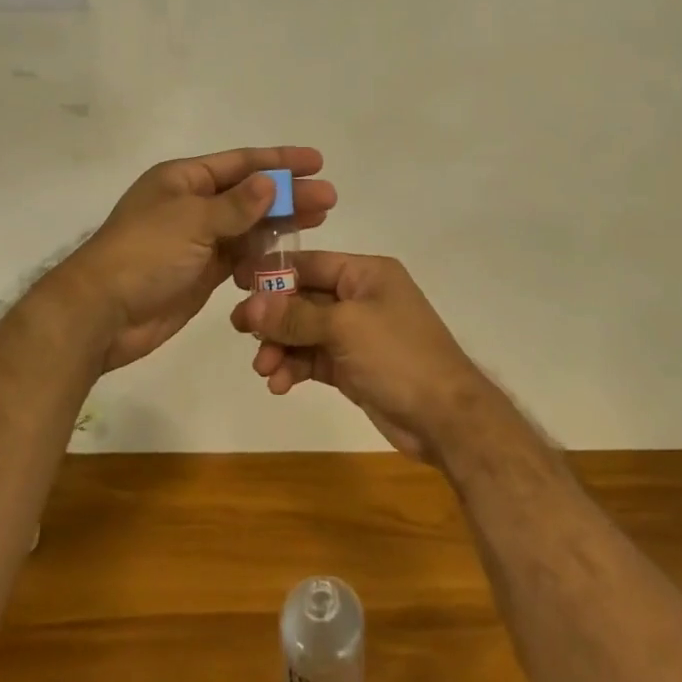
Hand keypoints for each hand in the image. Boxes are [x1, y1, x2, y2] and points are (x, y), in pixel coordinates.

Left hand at [50, 147, 334, 371]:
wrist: (102, 314)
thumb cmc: (144, 254)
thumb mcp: (192, 221)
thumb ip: (236, 205)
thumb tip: (272, 183)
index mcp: (184, 180)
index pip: (241, 163)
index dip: (280, 161)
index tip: (317, 161)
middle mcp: (193, 204)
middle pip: (250, 194)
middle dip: (289, 194)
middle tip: (329, 198)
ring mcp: (198, 240)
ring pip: (249, 226)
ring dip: (282, 223)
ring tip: (320, 220)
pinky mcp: (202, 272)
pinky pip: (241, 256)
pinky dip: (263, 254)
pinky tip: (290, 254)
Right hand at [229, 252, 488, 458]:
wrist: (445, 418)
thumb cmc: (399, 356)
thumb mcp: (345, 328)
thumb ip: (295, 316)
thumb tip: (250, 305)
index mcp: (367, 273)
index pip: (312, 263)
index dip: (274, 273)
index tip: (236, 284)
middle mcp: (361, 298)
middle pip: (304, 299)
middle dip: (273, 317)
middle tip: (239, 331)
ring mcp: (358, 334)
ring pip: (305, 332)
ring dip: (281, 348)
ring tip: (264, 370)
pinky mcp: (353, 366)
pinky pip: (314, 358)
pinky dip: (295, 368)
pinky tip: (279, 384)